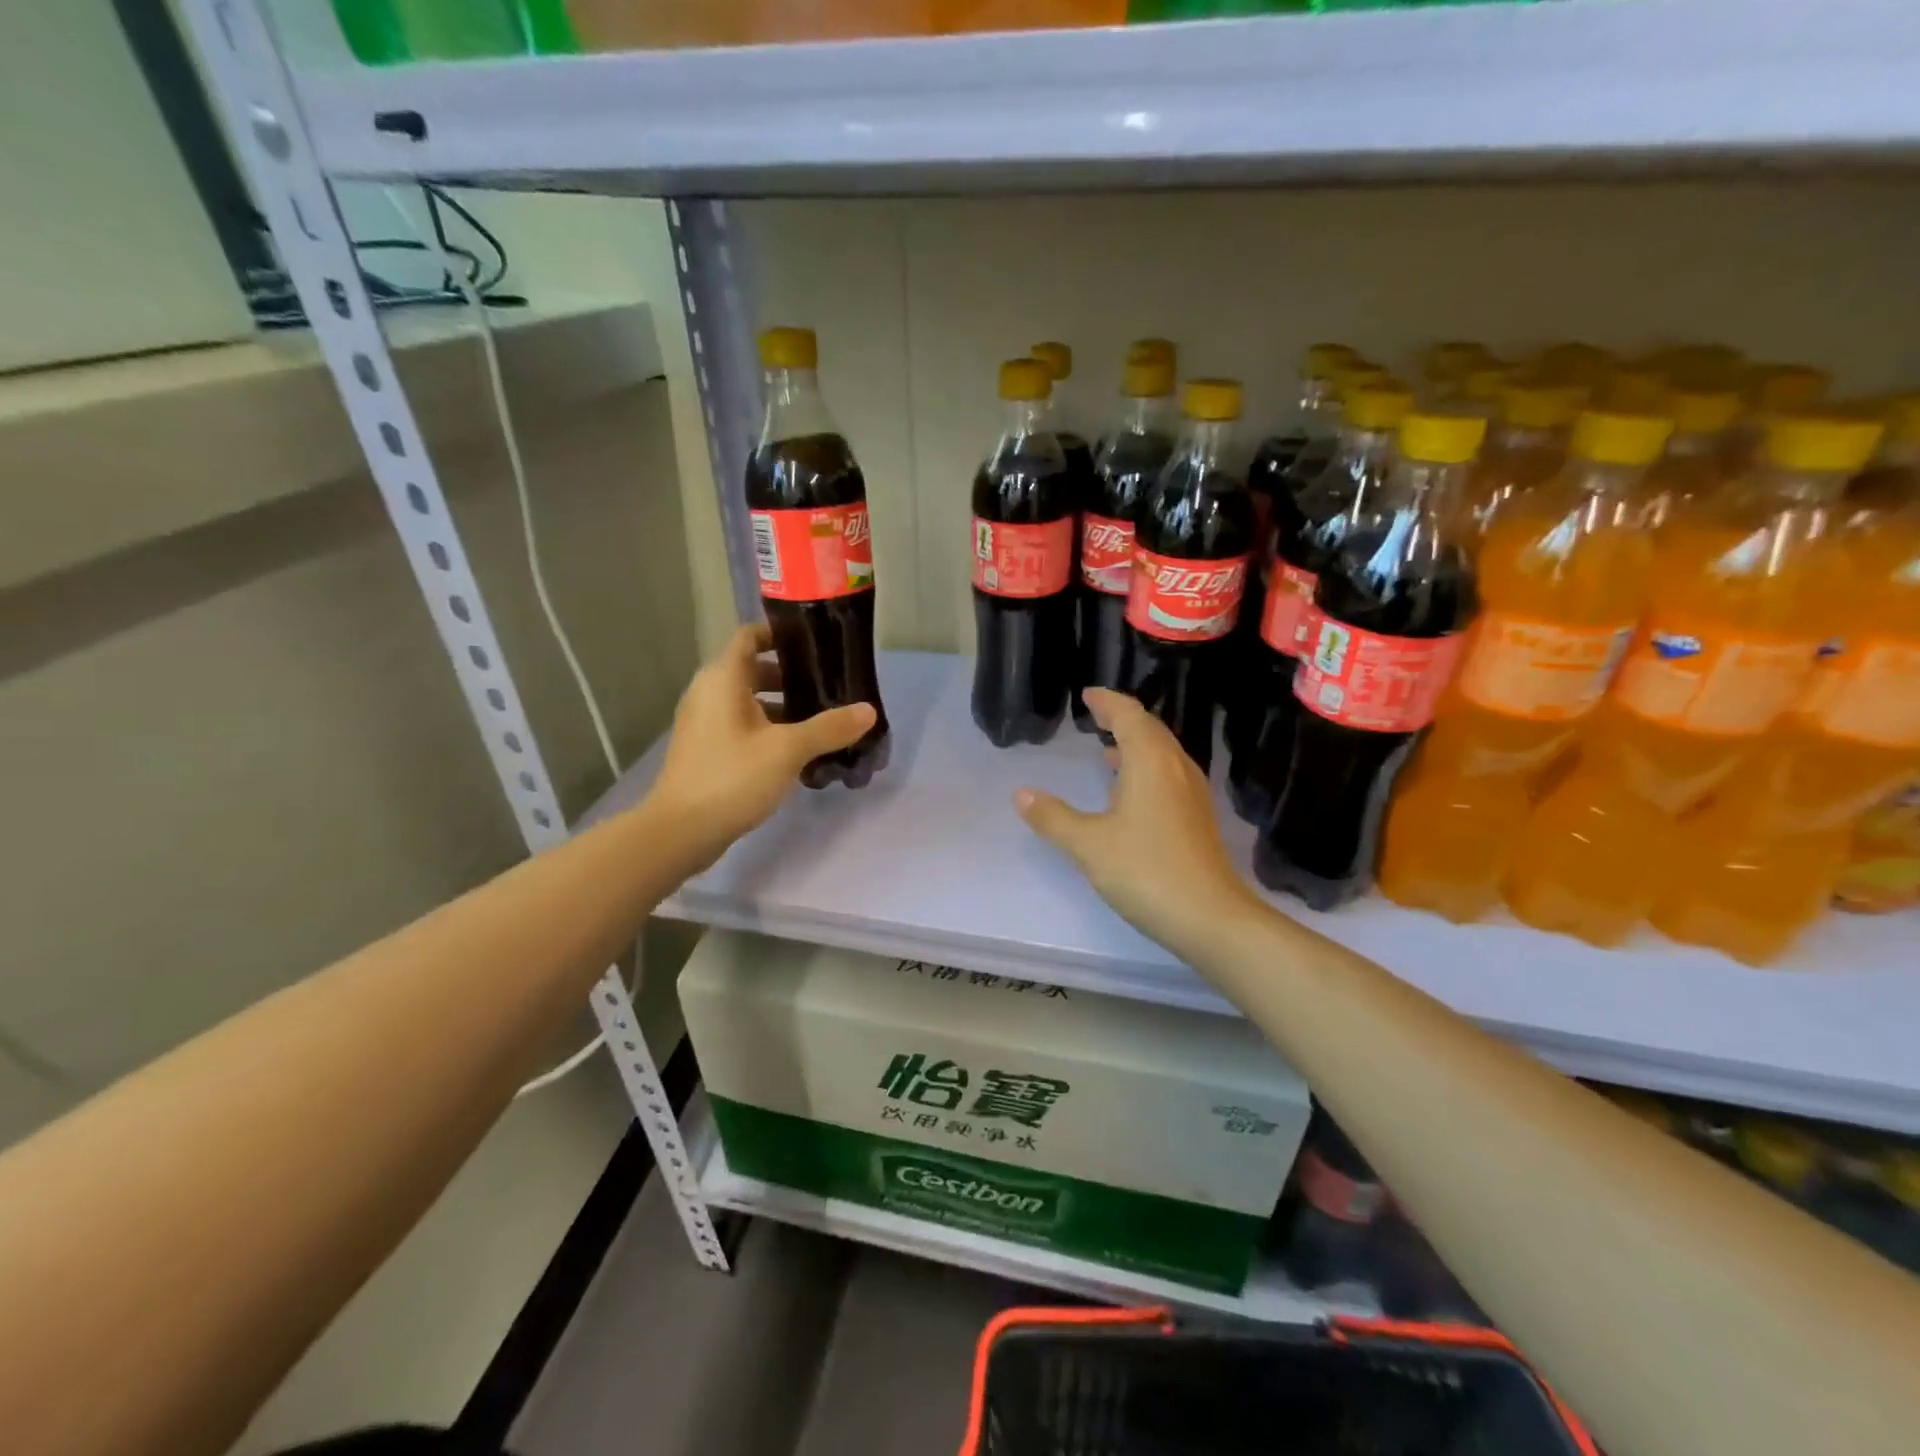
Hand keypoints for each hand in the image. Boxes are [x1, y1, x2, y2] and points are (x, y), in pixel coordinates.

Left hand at [646, 624, 875, 870]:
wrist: (680, 831)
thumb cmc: (732, 777)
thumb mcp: (788, 750)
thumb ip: (829, 728)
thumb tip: (869, 711)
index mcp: (723, 679)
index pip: (750, 636)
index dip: (780, 633)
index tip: (815, 643)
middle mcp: (709, 693)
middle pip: (752, 669)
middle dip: (790, 675)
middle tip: (828, 686)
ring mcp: (704, 723)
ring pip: (748, 702)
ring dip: (782, 706)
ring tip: (821, 720)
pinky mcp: (706, 750)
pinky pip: (741, 726)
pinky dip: (767, 729)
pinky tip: (797, 751)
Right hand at [1015, 688, 1260, 958]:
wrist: (1210, 917)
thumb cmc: (1146, 871)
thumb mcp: (1088, 844)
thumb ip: (1053, 817)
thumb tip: (1021, 794)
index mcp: (1150, 762)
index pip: (1130, 715)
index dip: (1108, 701)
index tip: (1088, 695)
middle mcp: (1175, 768)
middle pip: (1150, 730)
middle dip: (1122, 718)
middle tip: (1096, 715)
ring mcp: (1191, 793)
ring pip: (1162, 754)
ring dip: (1136, 744)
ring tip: (1108, 748)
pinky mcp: (1196, 818)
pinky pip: (1168, 775)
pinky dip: (1145, 768)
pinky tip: (1129, 792)